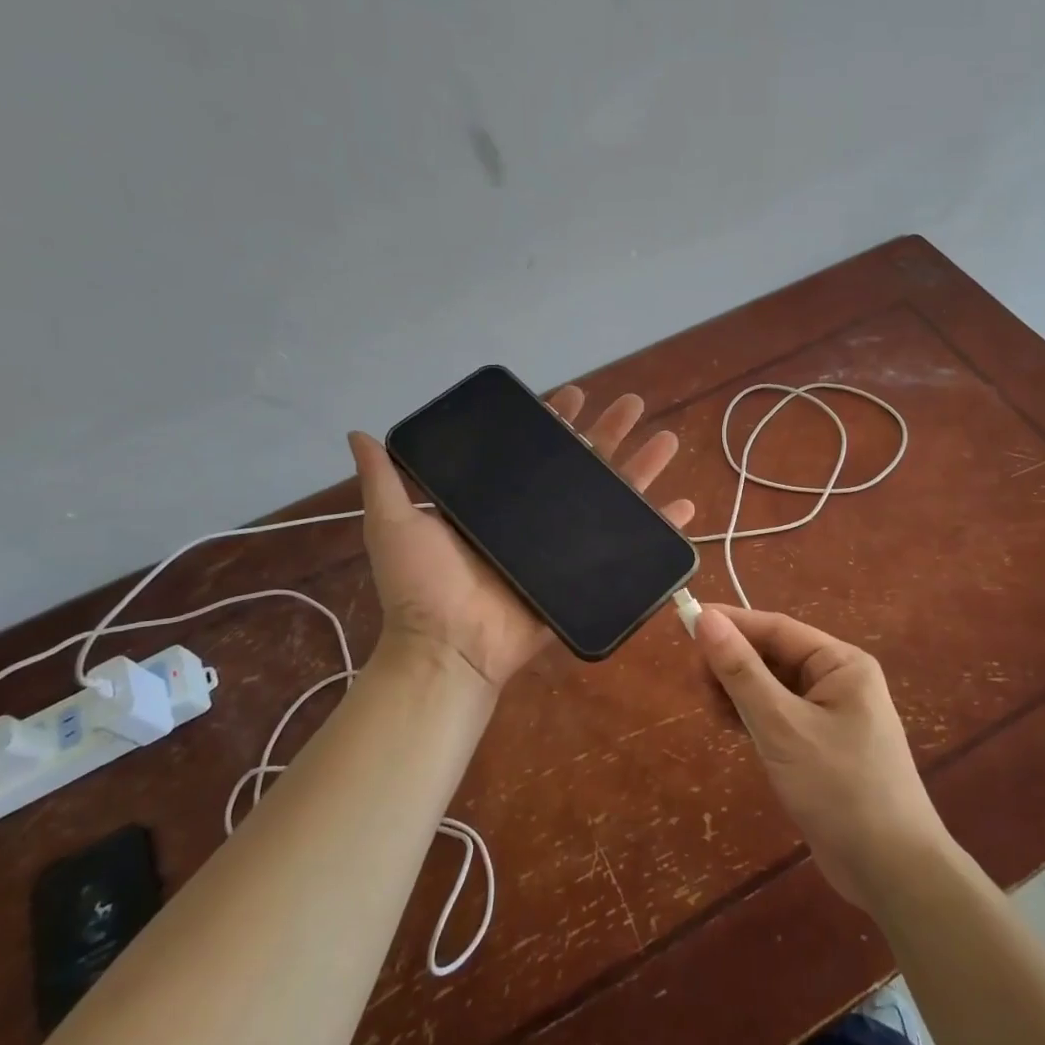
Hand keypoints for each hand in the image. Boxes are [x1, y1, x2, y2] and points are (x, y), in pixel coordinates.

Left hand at [347, 387, 693, 690]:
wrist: (449, 649)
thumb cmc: (422, 587)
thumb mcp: (394, 523)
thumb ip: (385, 478)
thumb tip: (360, 431)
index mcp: (500, 502)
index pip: (534, 451)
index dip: (555, 421)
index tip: (574, 396)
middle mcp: (536, 518)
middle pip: (582, 466)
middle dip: (609, 433)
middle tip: (632, 404)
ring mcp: (565, 548)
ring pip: (612, 499)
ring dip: (642, 469)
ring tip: (666, 441)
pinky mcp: (587, 577)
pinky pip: (630, 550)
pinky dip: (660, 529)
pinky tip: (684, 507)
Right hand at [695, 604, 946, 906]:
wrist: (892, 872)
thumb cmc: (840, 788)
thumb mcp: (783, 726)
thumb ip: (741, 672)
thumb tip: (705, 618)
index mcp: (841, 664)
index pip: (777, 629)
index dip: (731, 624)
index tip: (686, 622)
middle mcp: (838, 681)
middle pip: (773, 656)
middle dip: (733, 663)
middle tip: (696, 682)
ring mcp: (830, 715)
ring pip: (772, 687)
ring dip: (738, 692)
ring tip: (710, 709)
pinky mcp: (819, 746)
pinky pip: (778, 716)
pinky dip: (751, 717)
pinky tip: (728, 726)